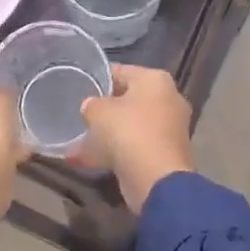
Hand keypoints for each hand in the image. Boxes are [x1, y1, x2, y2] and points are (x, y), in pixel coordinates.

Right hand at [80, 65, 194, 213]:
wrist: (156, 179)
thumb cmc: (128, 132)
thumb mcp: (98, 111)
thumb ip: (91, 104)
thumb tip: (91, 107)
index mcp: (155, 80)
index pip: (121, 71)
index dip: (98, 78)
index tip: (79, 87)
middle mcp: (168, 99)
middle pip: (129, 99)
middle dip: (105, 108)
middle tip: (80, 114)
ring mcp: (170, 128)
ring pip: (131, 125)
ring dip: (108, 133)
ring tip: (79, 140)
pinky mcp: (165, 153)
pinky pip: (134, 146)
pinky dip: (114, 152)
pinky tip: (88, 160)